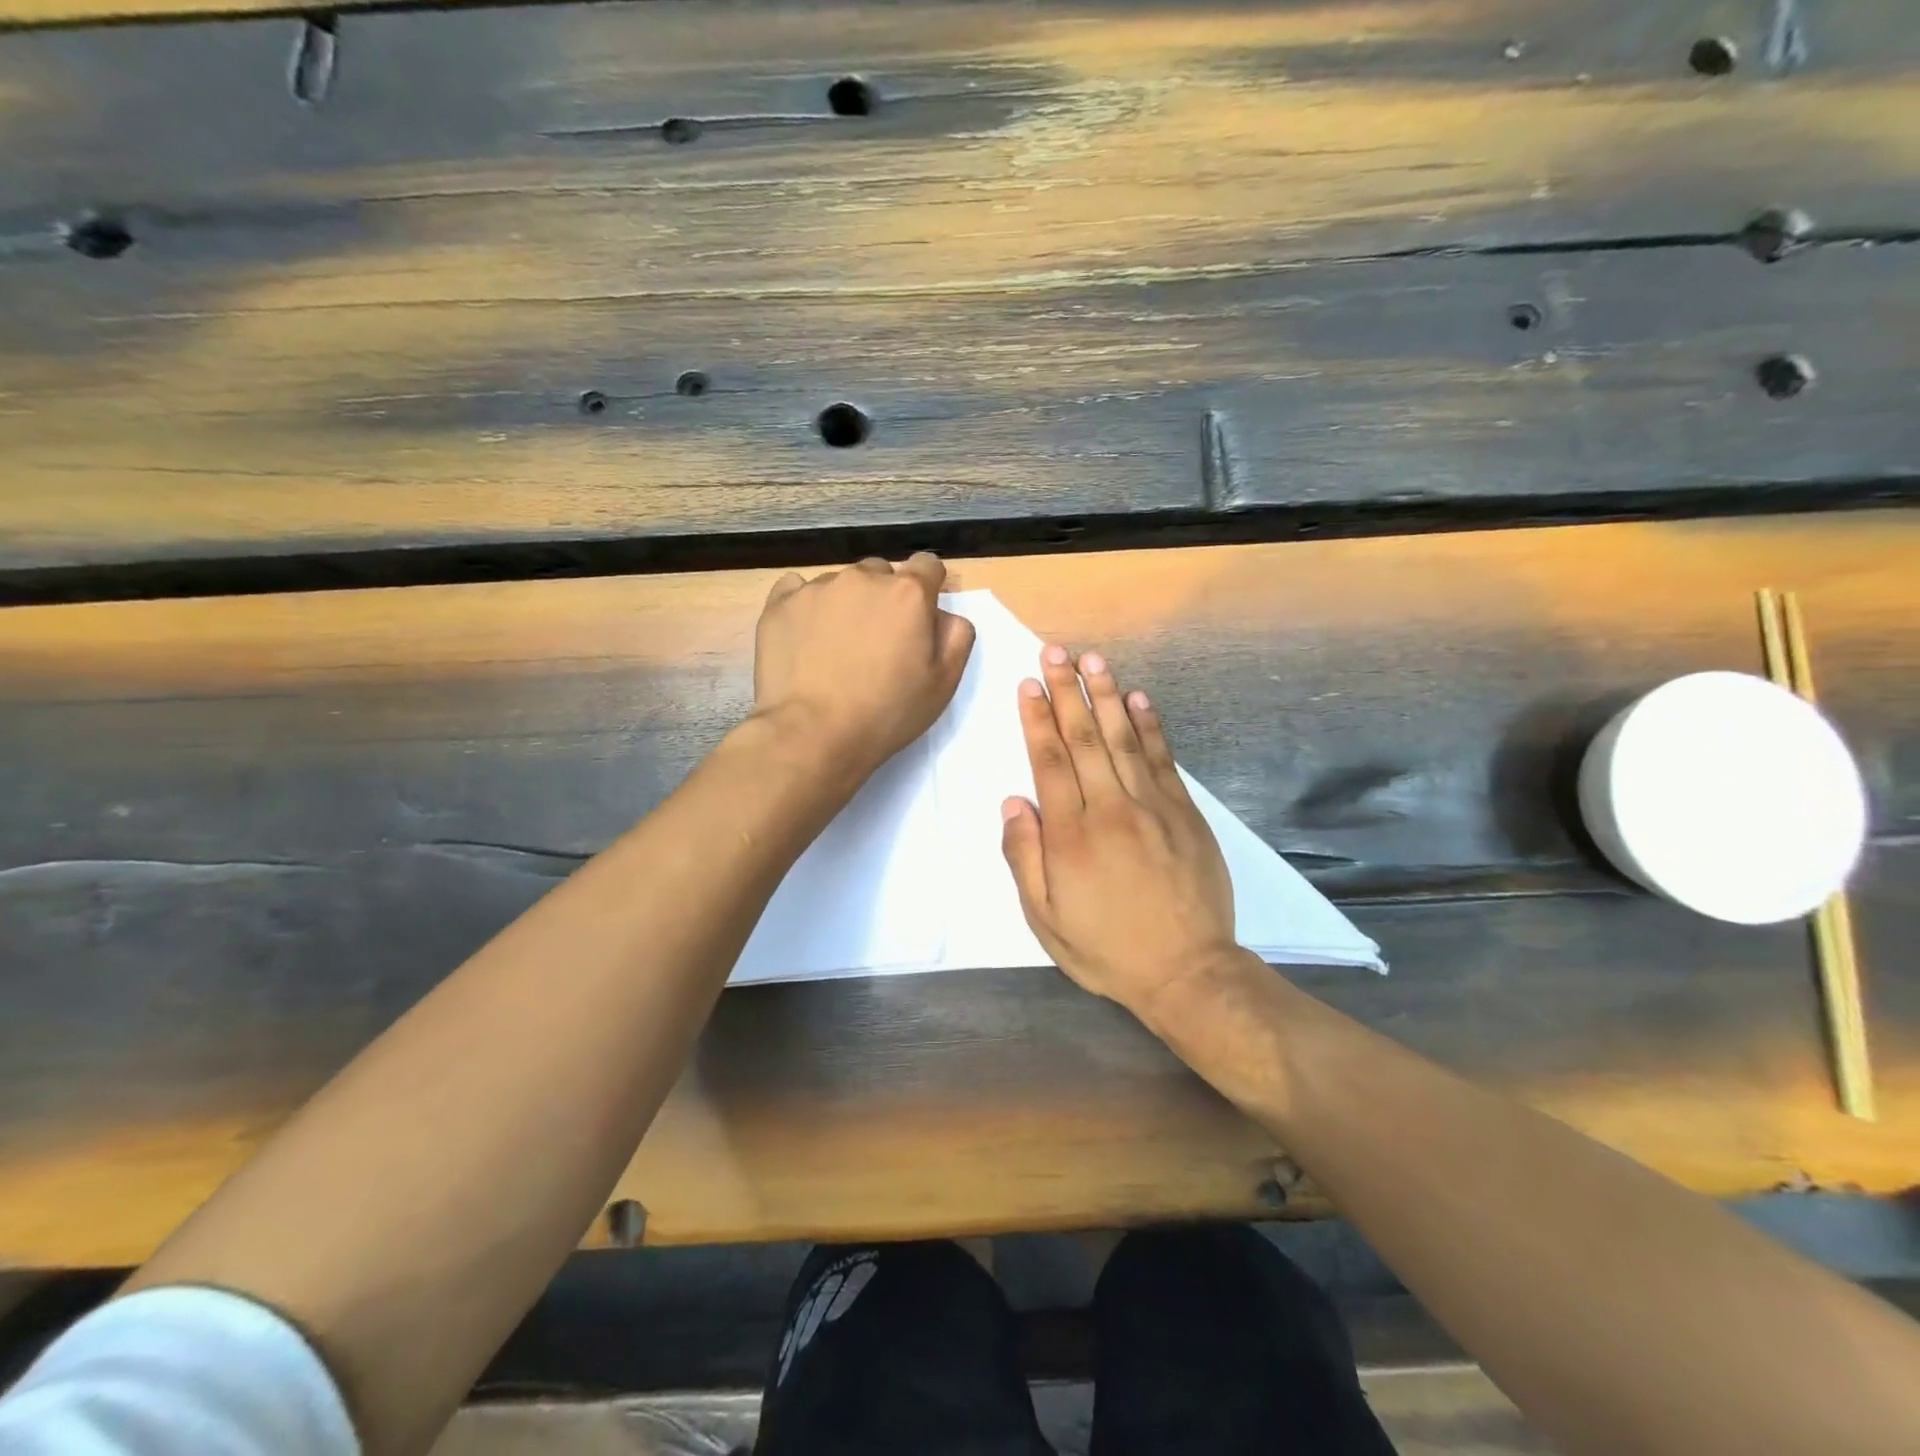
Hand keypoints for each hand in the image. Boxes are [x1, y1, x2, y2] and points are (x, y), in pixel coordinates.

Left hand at [754, 553, 975, 782]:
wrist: (813, 734)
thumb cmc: (887, 712)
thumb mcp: (943, 683)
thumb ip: (955, 636)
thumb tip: (943, 614)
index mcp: (908, 593)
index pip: (927, 565)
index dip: (927, 586)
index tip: (919, 614)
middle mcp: (863, 578)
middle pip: (880, 573)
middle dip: (884, 597)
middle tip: (877, 640)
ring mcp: (817, 588)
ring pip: (839, 583)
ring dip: (845, 604)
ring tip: (836, 647)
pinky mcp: (780, 604)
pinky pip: (796, 590)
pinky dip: (805, 606)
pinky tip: (805, 637)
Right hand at [999, 645, 1239, 1020]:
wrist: (1187, 971)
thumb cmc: (1107, 948)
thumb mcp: (1046, 920)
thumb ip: (1025, 858)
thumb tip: (1014, 803)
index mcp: (1070, 835)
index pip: (1049, 762)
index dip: (1037, 719)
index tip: (1029, 684)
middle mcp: (1109, 808)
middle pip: (1083, 738)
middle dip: (1066, 692)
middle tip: (1056, 652)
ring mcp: (1152, 806)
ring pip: (1122, 738)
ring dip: (1106, 696)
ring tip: (1093, 660)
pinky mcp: (1184, 812)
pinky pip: (1163, 759)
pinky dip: (1149, 725)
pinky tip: (1138, 699)